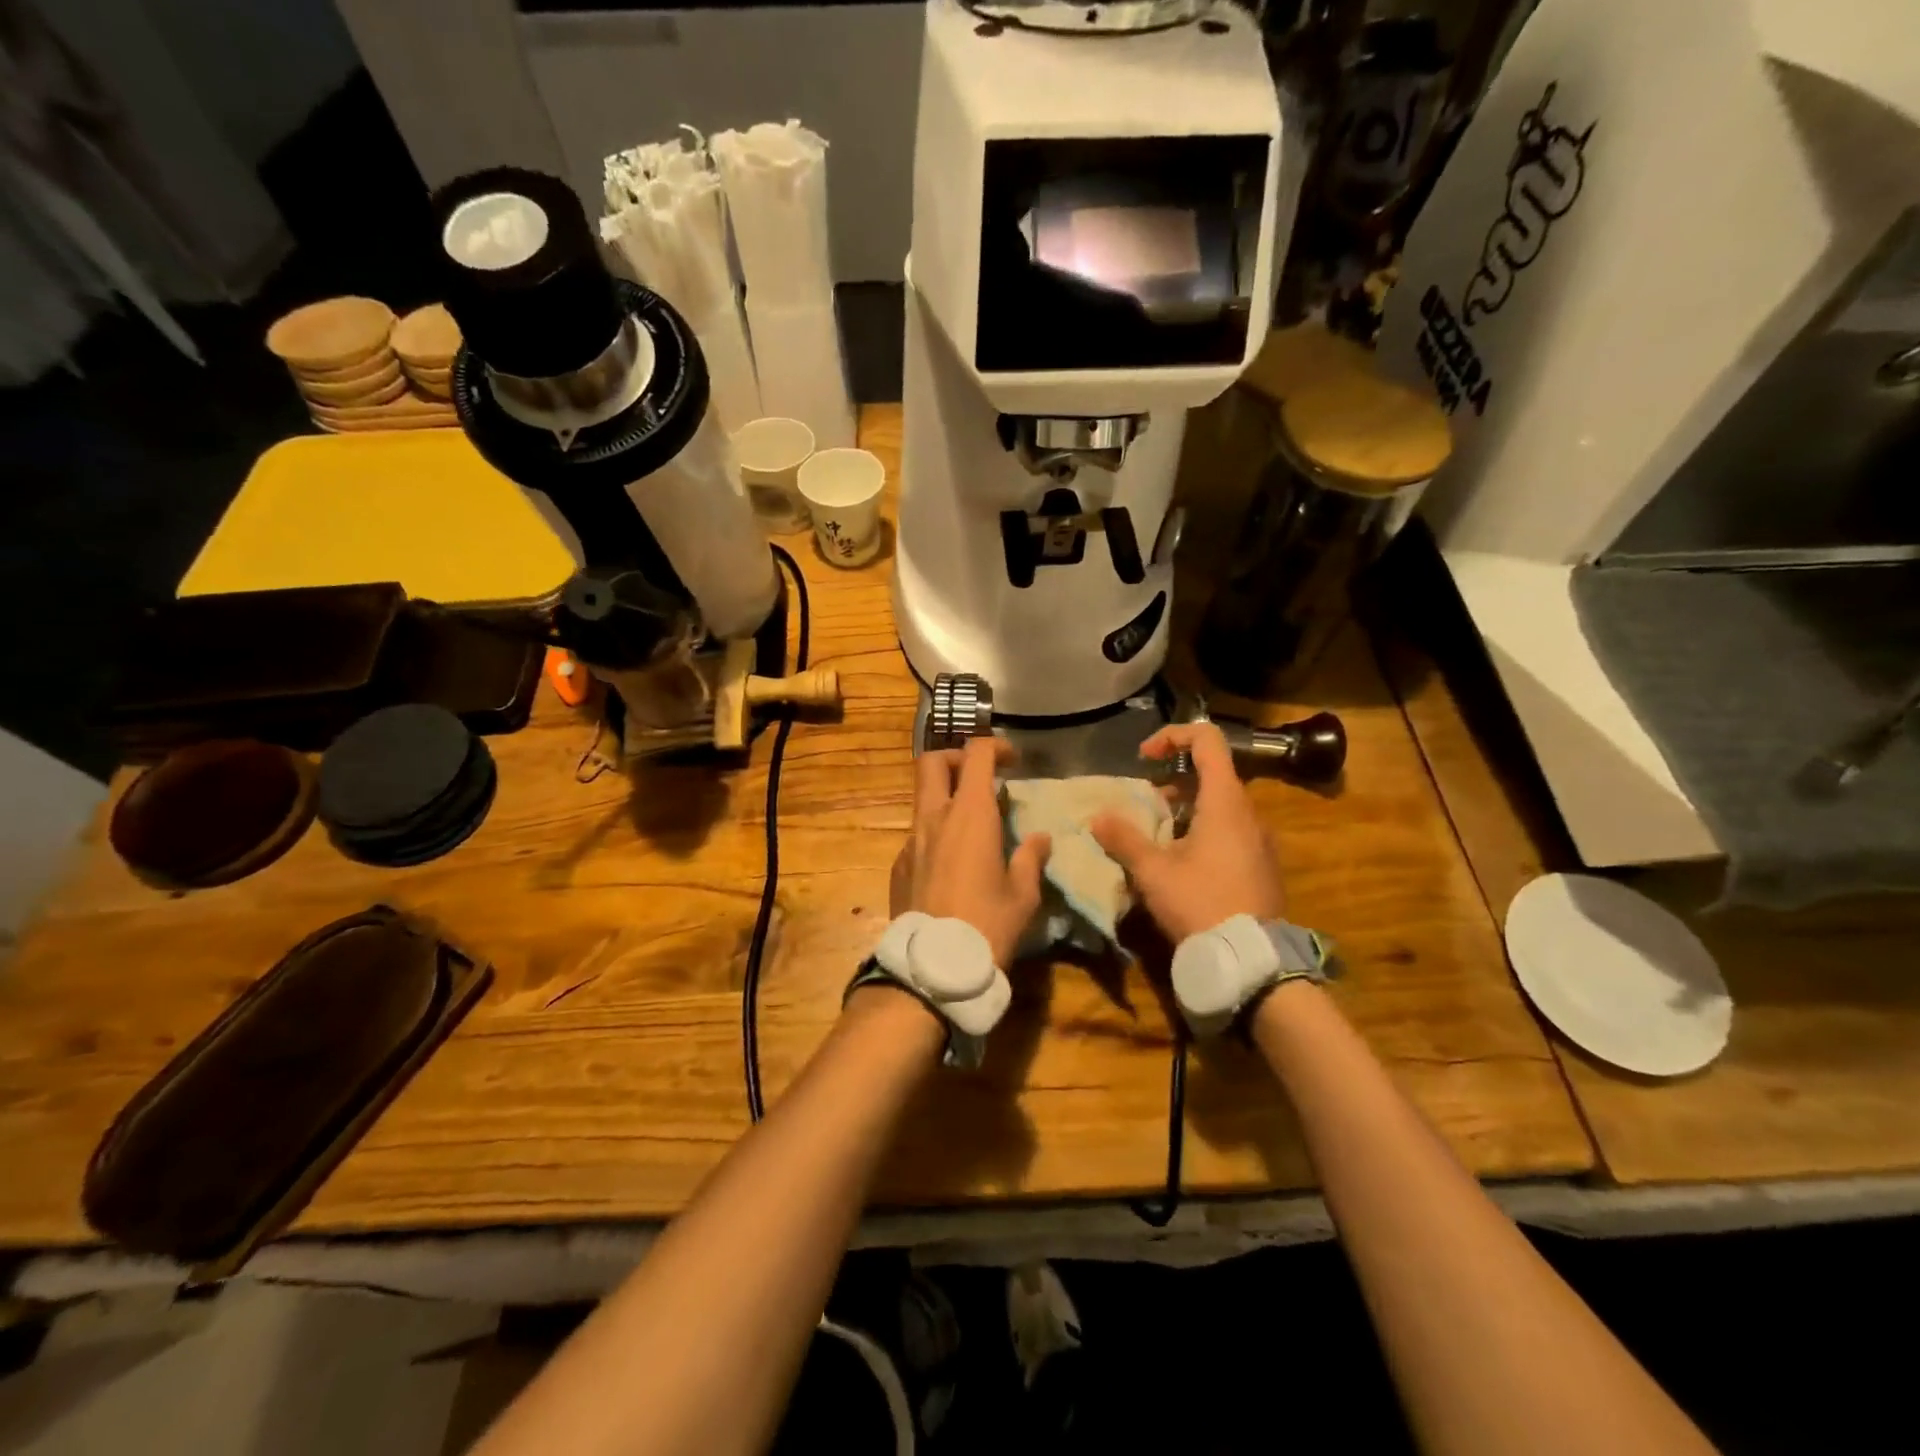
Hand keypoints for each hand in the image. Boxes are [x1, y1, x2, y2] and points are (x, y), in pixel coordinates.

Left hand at [890, 736, 1050, 967]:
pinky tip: (951, 865)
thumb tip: (1040, 838)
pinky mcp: (898, 865)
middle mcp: (934, 818)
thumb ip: (1030, 857)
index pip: (976, 755)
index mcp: (969, 815)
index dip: (994, 747)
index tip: (1012, 761)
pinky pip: (916, 835)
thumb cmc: (988, 924)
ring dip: (944, 797)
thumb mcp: (1023, 894)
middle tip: (979, 777)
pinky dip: (935, 833)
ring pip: (921, 798)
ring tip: (970, 825)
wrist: (934, 968)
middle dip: (955, 758)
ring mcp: (910, 841)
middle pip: (932, 762)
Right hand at [1090, 722, 1284, 943]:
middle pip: (1211, 773)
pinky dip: (1202, 830)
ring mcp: (1259, 839)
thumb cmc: (1201, 903)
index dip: (1172, 736)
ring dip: (1185, 808)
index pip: (1207, 740)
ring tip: (1155, 837)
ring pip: (1219, 805)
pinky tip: (1180, 863)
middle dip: (1171, 780)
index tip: (1144, 758)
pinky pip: (1230, 830)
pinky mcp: (1261, 864)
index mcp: (1225, 801)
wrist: (1251, 959)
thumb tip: (1098, 817)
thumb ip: (1124, 839)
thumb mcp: (1153, 872)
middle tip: (1143, 805)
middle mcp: (1248, 812)